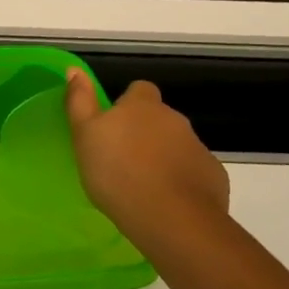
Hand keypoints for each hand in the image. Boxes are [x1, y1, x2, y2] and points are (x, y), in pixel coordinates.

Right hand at [64, 69, 229, 245]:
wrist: (171, 218)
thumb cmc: (117, 173)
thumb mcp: (85, 135)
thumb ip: (79, 101)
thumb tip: (75, 69)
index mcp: (142, 106)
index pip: (140, 89)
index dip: (127, 104)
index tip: (113, 127)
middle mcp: (175, 120)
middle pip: (159, 119)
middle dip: (145, 134)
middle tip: (123, 160)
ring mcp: (198, 148)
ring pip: (177, 146)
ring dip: (163, 158)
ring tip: (142, 186)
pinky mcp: (213, 176)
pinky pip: (194, 172)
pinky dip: (182, 182)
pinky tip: (167, 203)